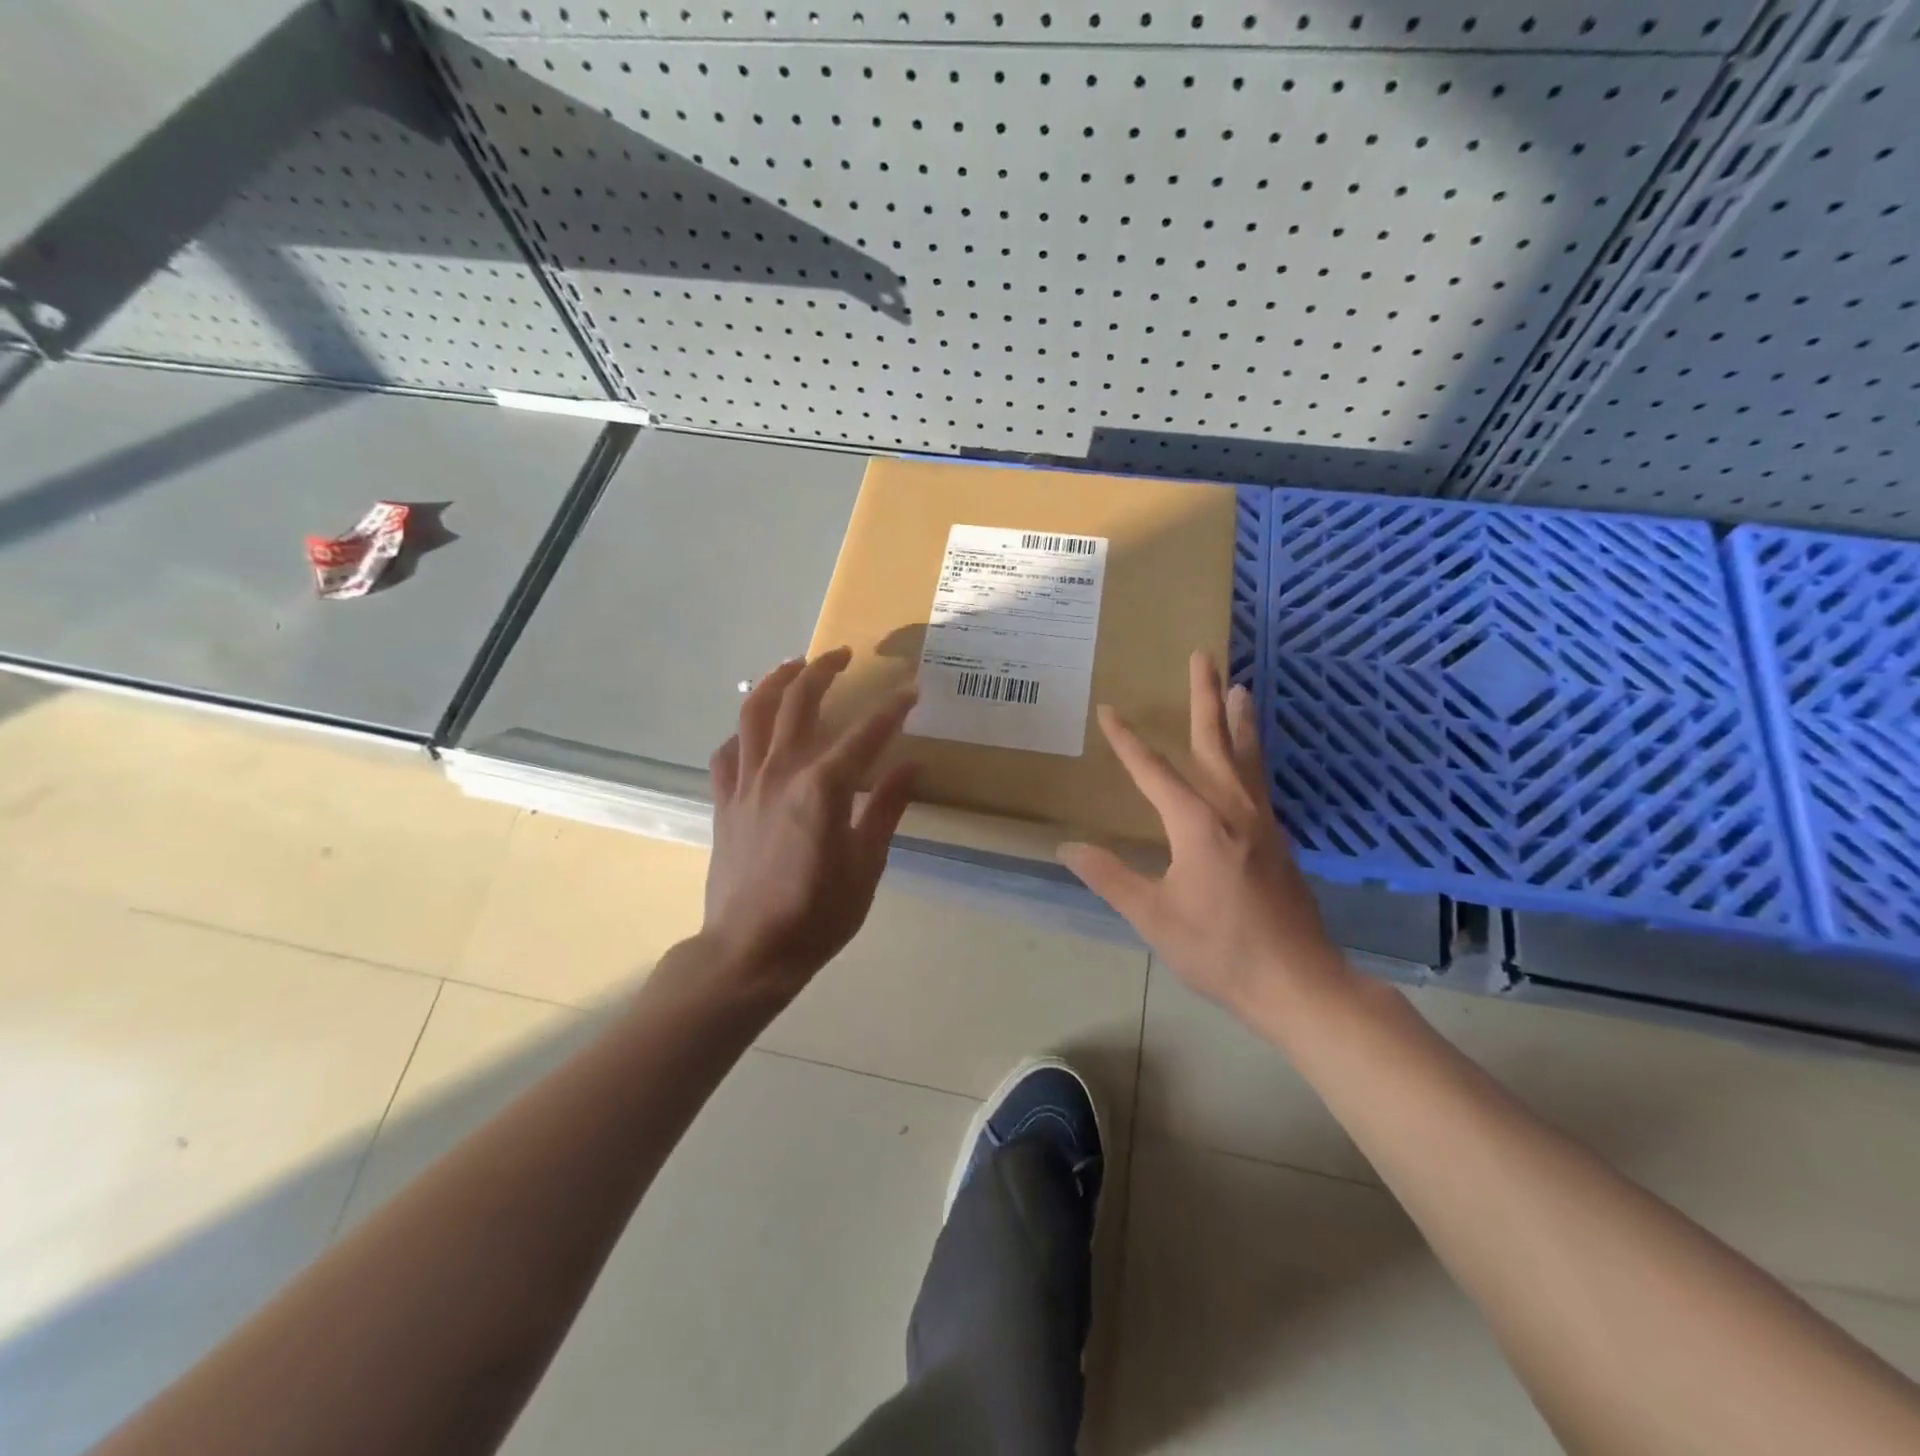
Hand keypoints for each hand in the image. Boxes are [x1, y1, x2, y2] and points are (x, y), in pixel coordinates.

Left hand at [701, 647, 918, 1001]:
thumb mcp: (866, 864)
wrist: (749, 951)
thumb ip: (887, 808)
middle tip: (844, 655)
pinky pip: (727, 751)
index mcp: (823, 787)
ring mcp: (745, 783)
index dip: (891, 708)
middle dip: (824, 670)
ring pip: (754, 713)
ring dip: (776, 681)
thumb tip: (911, 765)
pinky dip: (743, 732)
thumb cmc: (817, 914)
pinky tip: (755, 731)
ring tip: (794, 666)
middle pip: (799, 702)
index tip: (911, 690)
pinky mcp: (724, 800)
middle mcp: (781, 771)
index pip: (865, 732)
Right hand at [1058, 651, 1352, 1026]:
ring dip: (1240, 719)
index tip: (1109, 710)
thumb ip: (1110, 877)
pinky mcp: (1278, 839)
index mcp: (1198, 824)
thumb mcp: (1153, 917)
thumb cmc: (1220, 950)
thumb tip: (1067, 848)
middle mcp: (1234, 810)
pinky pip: (1260, 779)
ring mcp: (1262, 822)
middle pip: (1216, 742)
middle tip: (1203, 656)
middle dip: (1205, 697)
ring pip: (1248, 756)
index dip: (1127, 741)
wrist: (1299, 983)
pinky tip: (1249, 757)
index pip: (1154, 771)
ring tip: (1240, 686)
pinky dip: (1253, 753)